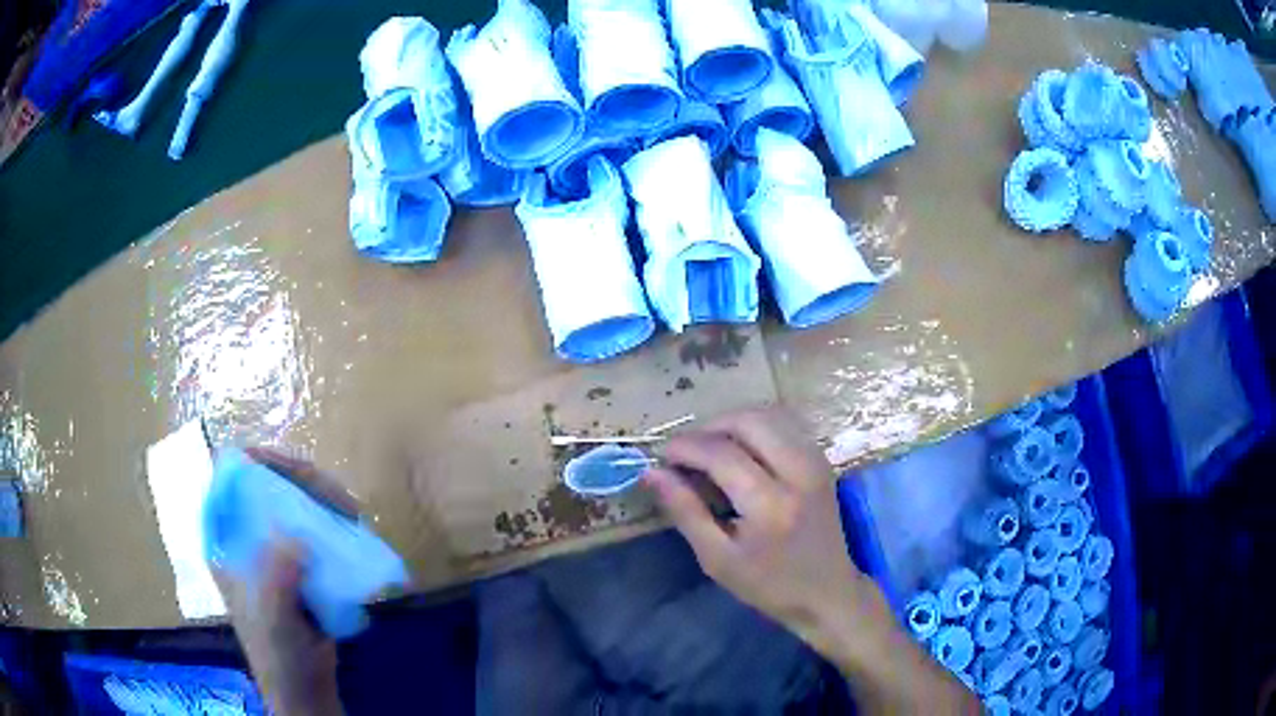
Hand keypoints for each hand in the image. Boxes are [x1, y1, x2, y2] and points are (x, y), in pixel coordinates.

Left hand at [215, 448, 349, 715]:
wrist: (303, 687)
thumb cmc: (278, 653)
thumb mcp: (273, 619)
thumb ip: (276, 578)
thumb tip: (297, 539)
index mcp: (223, 538)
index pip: (230, 476)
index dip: (260, 462)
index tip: (299, 475)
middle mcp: (244, 532)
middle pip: (267, 480)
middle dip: (304, 480)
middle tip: (340, 500)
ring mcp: (271, 544)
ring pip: (292, 497)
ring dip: (323, 498)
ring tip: (352, 514)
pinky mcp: (296, 558)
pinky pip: (313, 522)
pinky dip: (333, 519)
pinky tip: (353, 529)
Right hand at [642, 407, 871, 657]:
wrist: (827, 592)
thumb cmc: (769, 585)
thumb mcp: (717, 559)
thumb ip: (685, 511)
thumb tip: (652, 473)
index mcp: (770, 505)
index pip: (721, 454)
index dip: (685, 447)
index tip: (661, 456)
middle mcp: (797, 472)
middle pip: (748, 421)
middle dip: (709, 427)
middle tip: (686, 451)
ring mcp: (815, 461)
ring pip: (769, 414)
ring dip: (732, 423)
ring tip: (710, 448)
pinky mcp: (821, 459)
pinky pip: (785, 424)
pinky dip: (756, 427)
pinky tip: (740, 449)